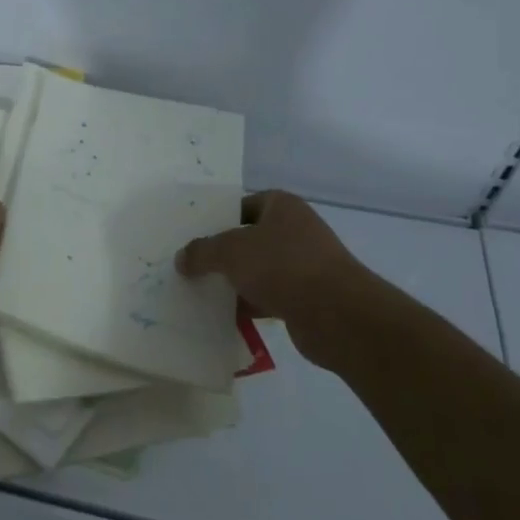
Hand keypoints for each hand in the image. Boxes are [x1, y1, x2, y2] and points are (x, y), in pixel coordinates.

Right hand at [177, 191, 381, 369]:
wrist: (337, 315)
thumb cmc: (282, 266)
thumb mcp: (230, 252)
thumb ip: (202, 252)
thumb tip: (182, 259)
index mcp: (283, 207)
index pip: (245, 204)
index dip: (220, 217)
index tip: (195, 234)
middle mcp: (296, 231)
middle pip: (250, 238)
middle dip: (223, 253)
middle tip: (192, 264)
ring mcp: (304, 265)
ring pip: (259, 270)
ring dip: (235, 281)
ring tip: (201, 290)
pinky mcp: (307, 298)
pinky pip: (269, 296)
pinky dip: (250, 304)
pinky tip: (225, 315)